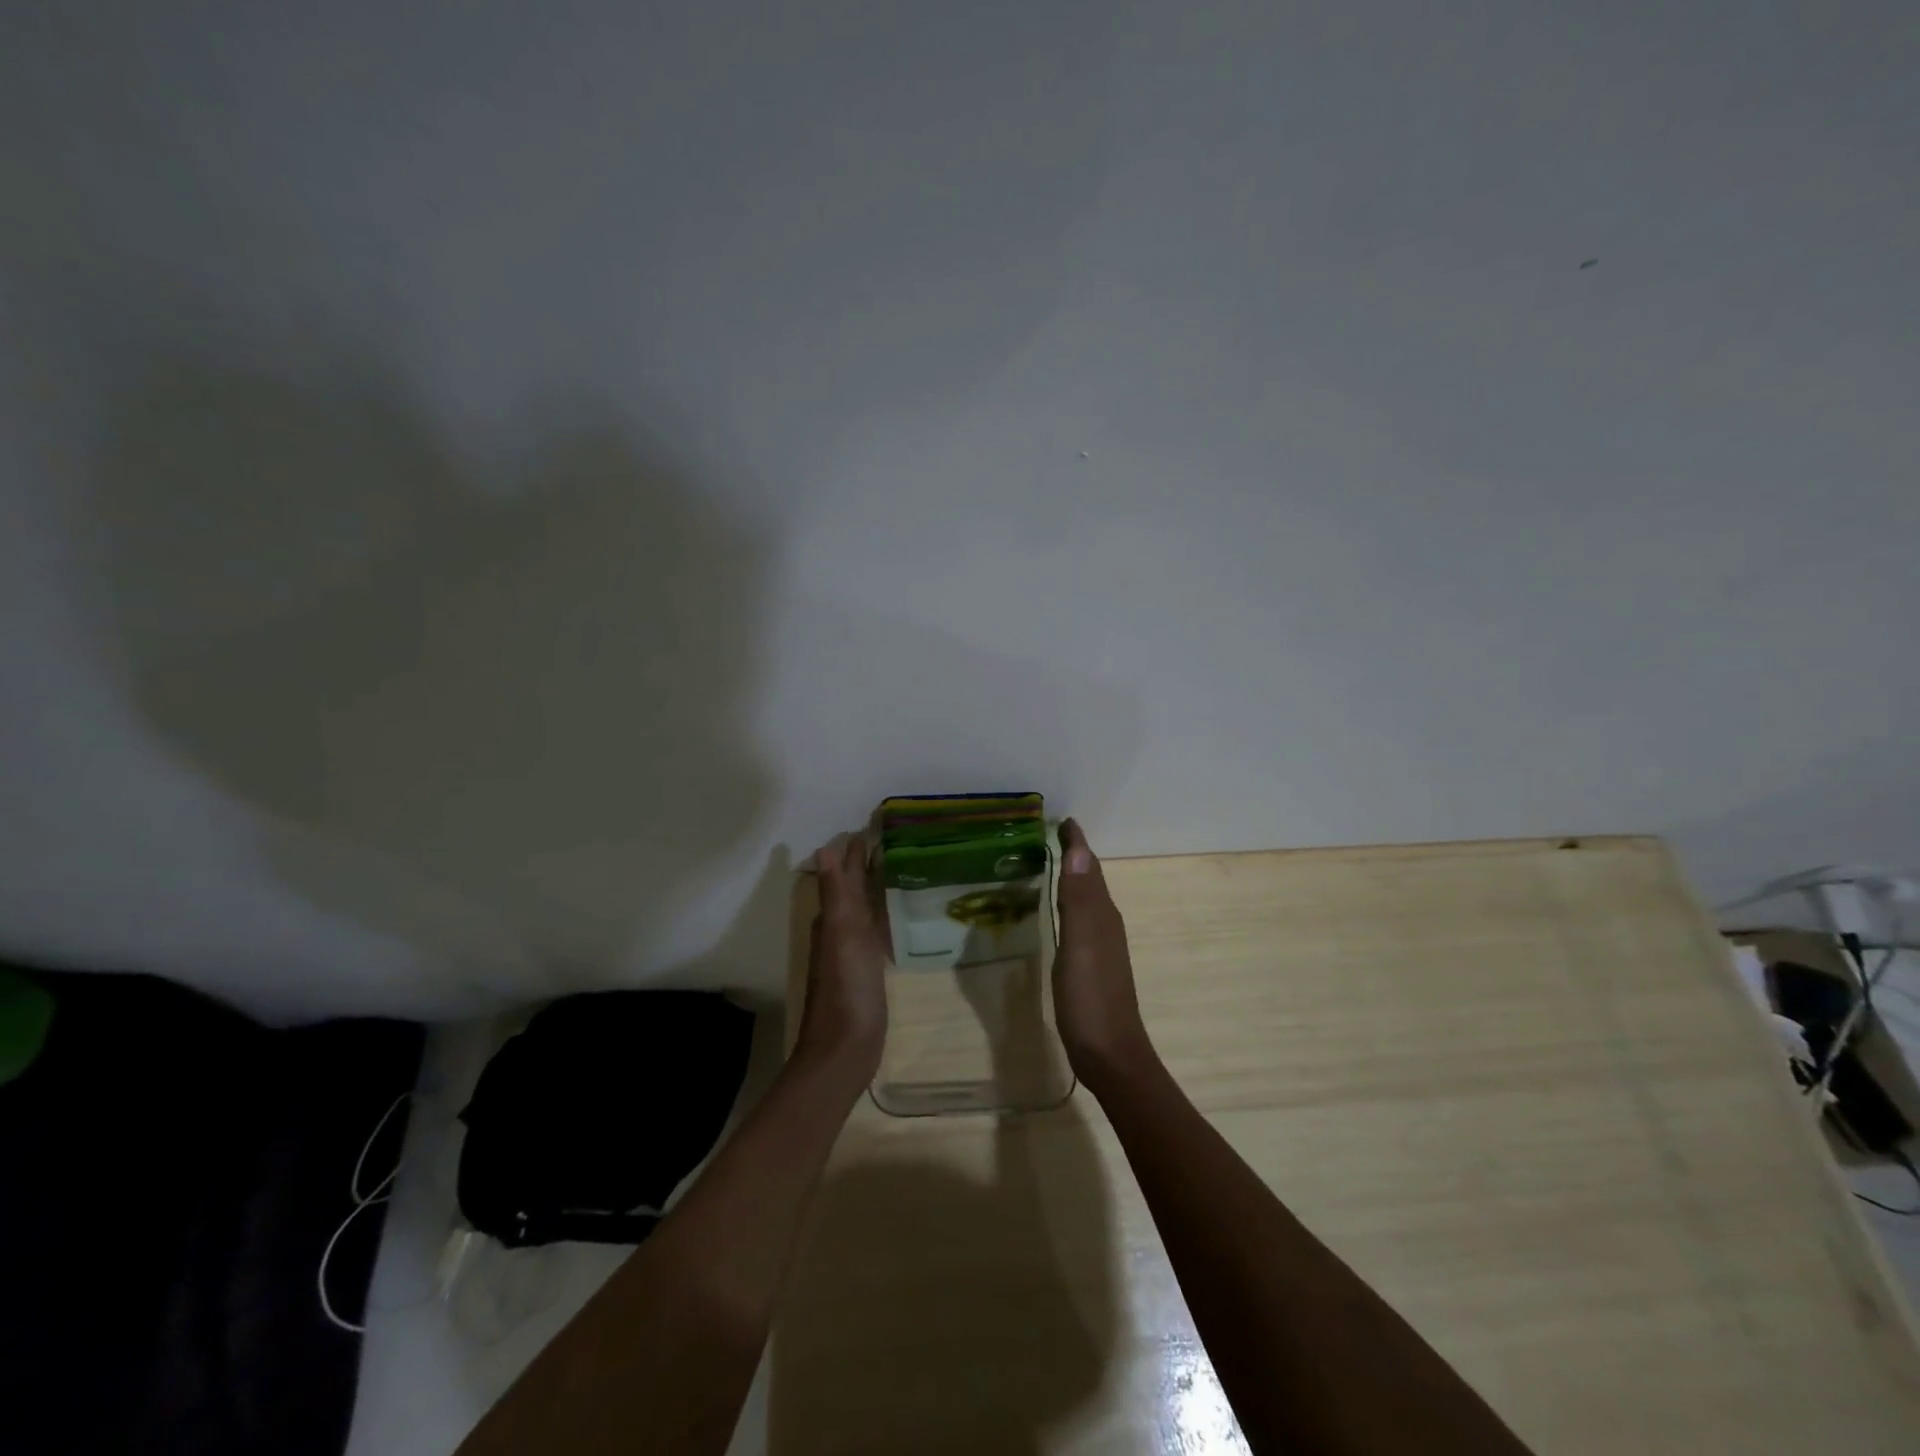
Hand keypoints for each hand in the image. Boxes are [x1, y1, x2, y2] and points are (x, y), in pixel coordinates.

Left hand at [797, 832, 889, 1081]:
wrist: (845, 1049)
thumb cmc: (846, 988)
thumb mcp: (842, 935)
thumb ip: (836, 894)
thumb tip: (825, 848)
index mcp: (833, 919)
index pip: (845, 873)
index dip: (857, 851)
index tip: (877, 825)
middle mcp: (839, 931)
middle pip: (853, 889)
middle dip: (867, 864)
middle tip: (896, 840)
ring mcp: (853, 953)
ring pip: (865, 909)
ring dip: (876, 888)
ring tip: (901, 868)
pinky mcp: (868, 972)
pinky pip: (877, 932)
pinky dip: (885, 916)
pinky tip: (900, 916)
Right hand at [1054, 819, 1156, 1095]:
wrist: (1110, 1056)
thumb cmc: (1091, 999)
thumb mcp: (1080, 945)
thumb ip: (1078, 899)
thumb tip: (1080, 849)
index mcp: (1102, 915)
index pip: (1089, 867)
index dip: (1077, 843)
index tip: (1063, 819)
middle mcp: (1105, 924)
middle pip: (1091, 879)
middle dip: (1076, 855)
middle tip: (1053, 835)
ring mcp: (1102, 947)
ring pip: (1088, 900)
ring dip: (1074, 878)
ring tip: (1053, 863)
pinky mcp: (1093, 966)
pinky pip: (1082, 921)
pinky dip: (1071, 904)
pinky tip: (1060, 912)